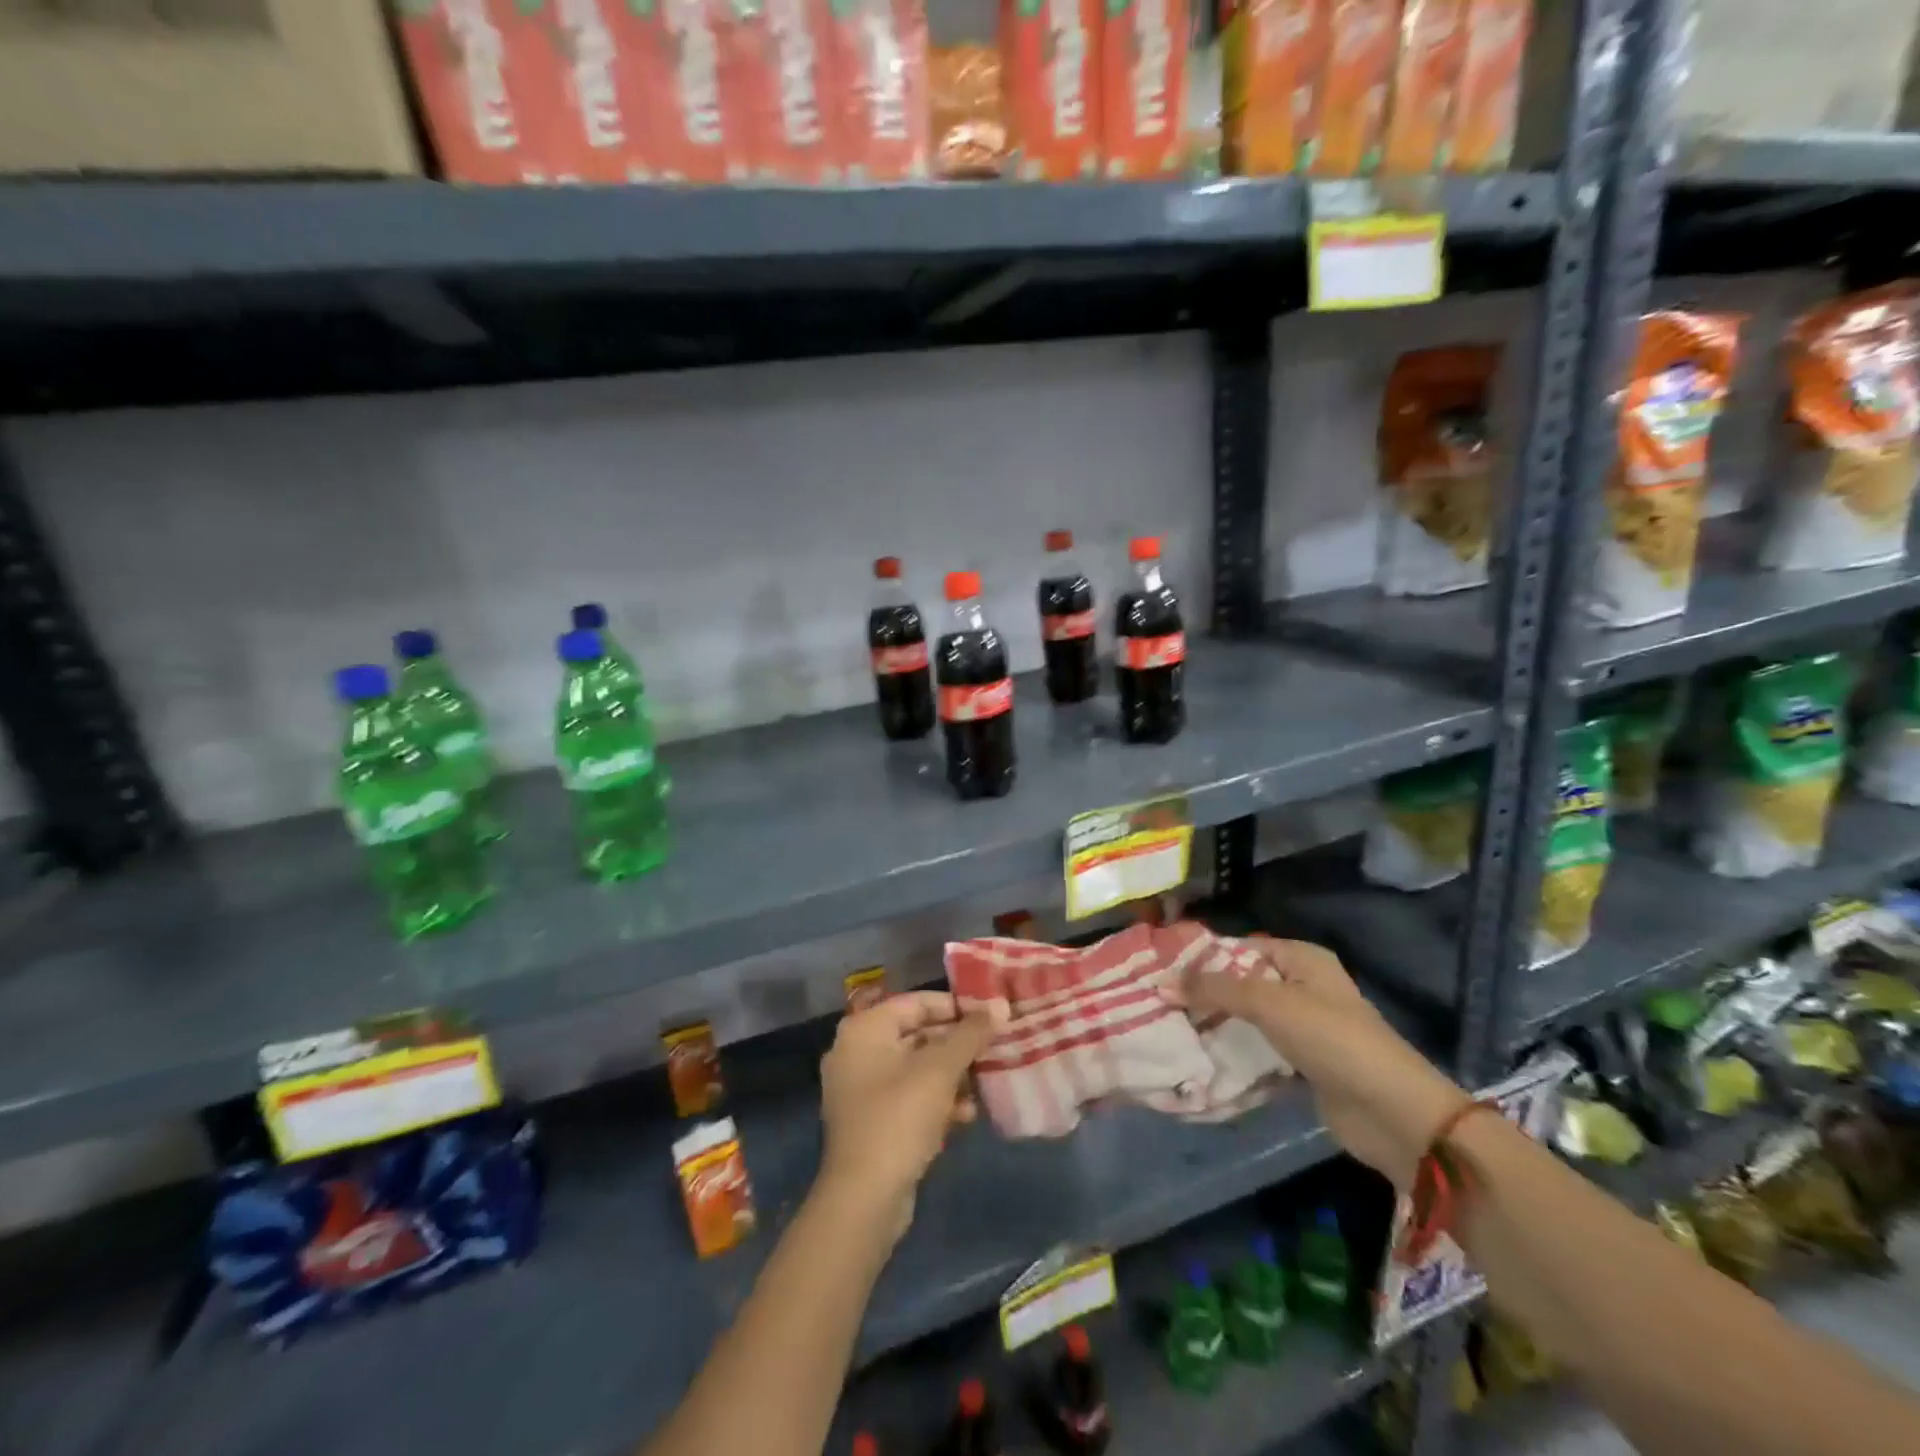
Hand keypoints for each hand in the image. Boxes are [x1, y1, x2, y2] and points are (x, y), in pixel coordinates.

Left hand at [817, 991, 1007, 1238]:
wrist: (864, 1200)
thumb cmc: (899, 1118)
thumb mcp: (940, 1070)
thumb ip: (971, 1035)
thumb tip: (1001, 1005)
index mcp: (865, 1029)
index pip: (916, 1003)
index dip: (955, 1007)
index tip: (990, 1016)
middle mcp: (857, 1052)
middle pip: (917, 1035)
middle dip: (957, 1045)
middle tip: (994, 1049)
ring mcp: (861, 1090)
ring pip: (916, 1069)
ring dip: (952, 1076)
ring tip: (984, 1085)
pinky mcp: (872, 1122)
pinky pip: (910, 1098)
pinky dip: (937, 1101)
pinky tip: (966, 1115)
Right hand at [1169, 936, 1468, 1190]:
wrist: (1392, 1113)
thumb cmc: (1332, 1040)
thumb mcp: (1269, 1002)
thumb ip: (1215, 989)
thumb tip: (1162, 983)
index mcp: (1302, 958)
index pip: (1241, 947)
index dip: (1203, 957)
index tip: (1161, 969)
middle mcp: (1303, 986)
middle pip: (1243, 982)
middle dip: (1205, 992)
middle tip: (1159, 1000)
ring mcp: (1305, 1026)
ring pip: (1249, 1018)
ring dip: (1217, 1024)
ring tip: (1170, 1027)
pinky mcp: (1305, 1064)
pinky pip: (1260, 1050)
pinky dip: (1235, 1052)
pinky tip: (1201, 1057)